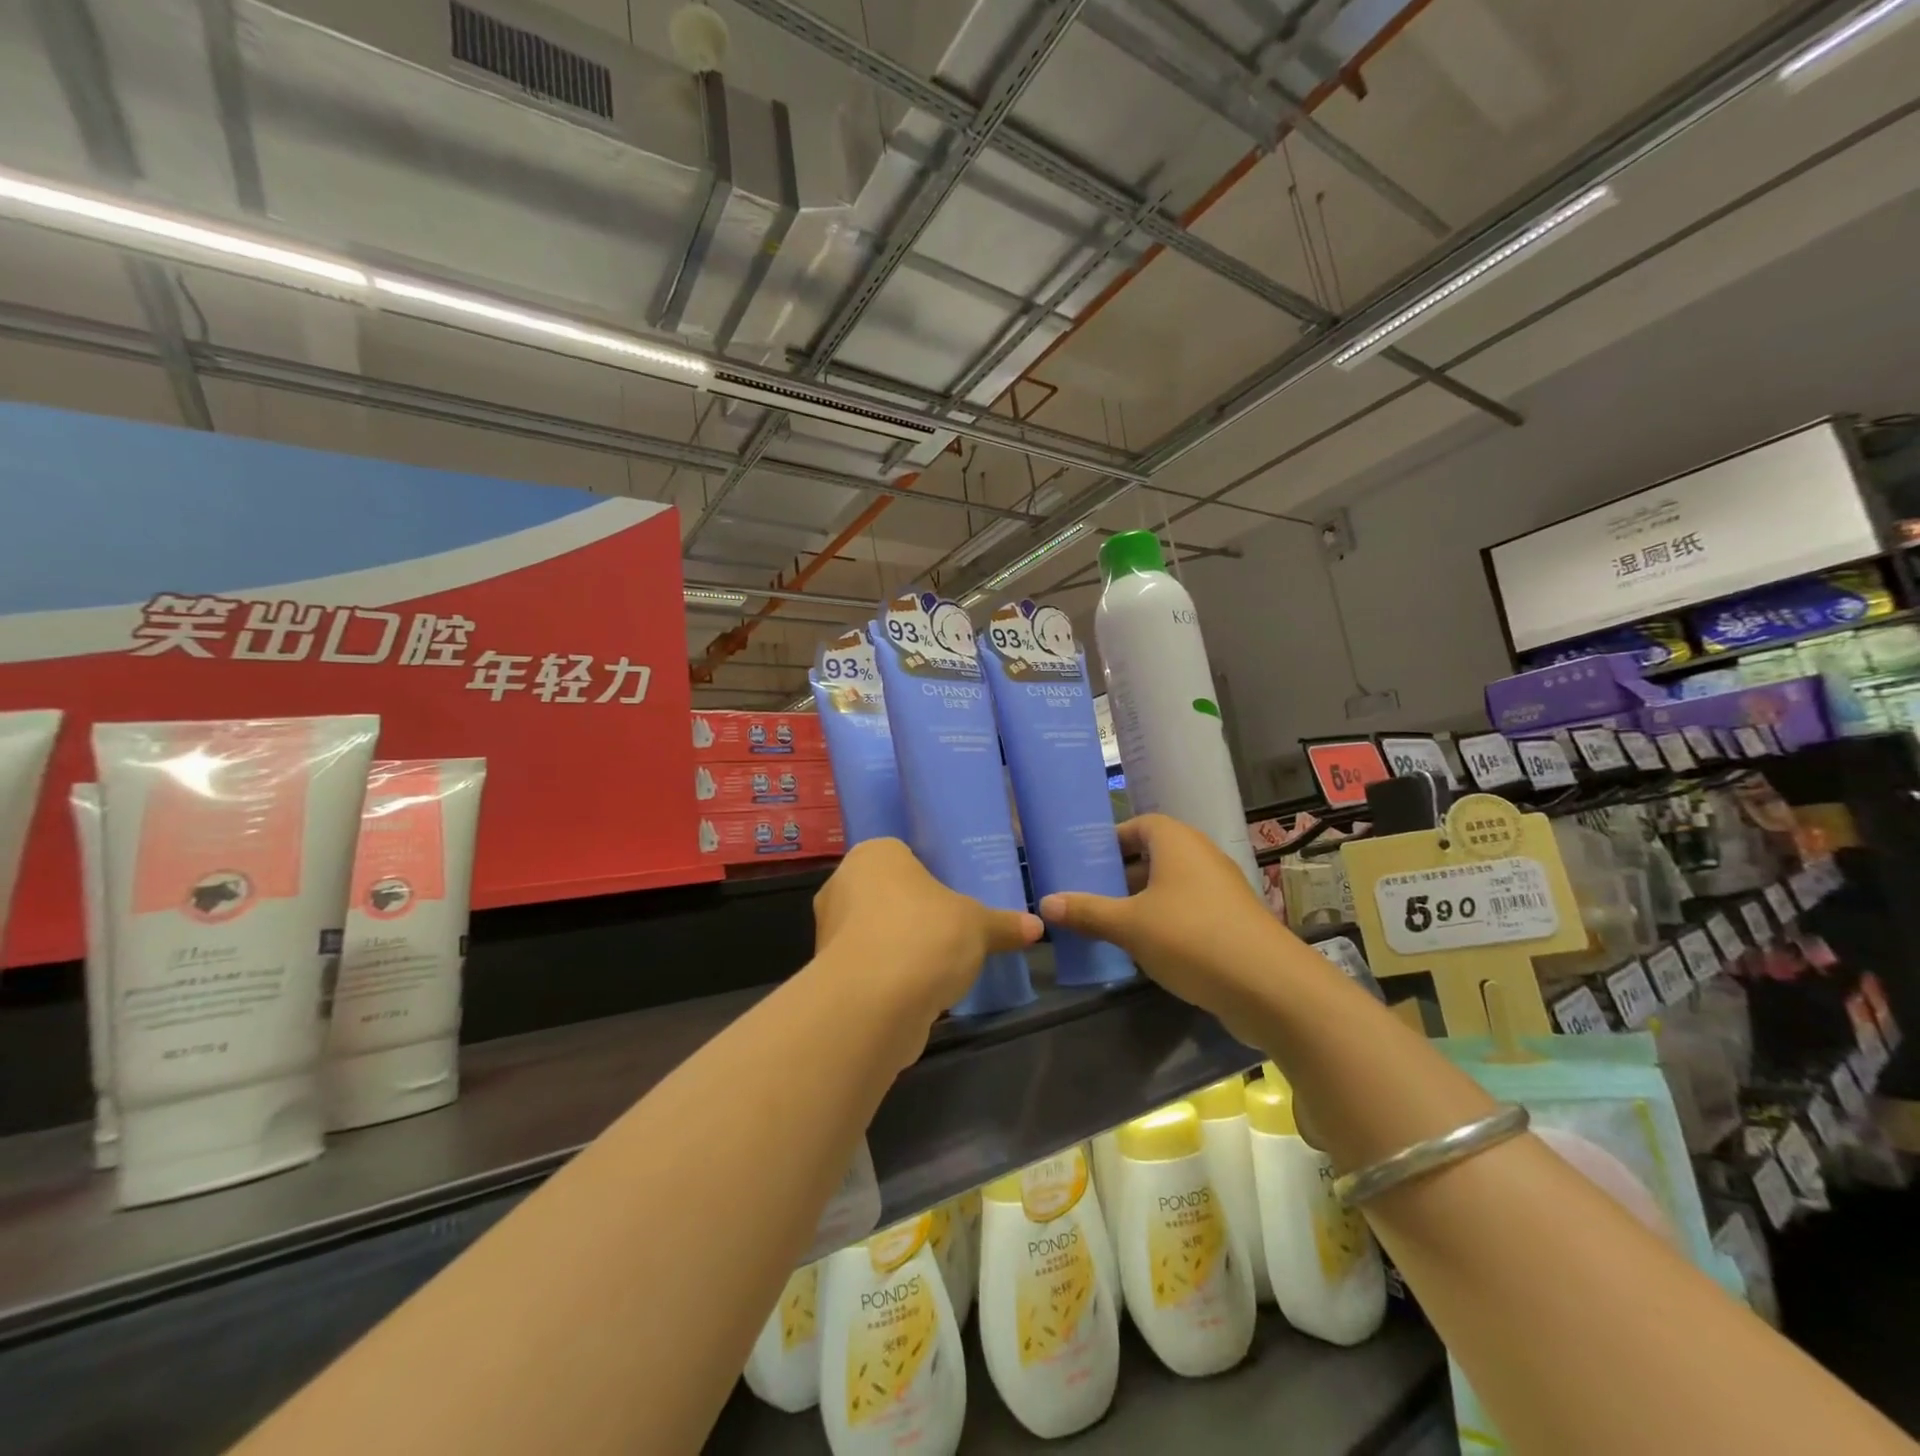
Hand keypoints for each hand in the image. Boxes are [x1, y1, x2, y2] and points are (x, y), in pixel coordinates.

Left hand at [813, 838, 1042, 1030]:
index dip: (930, 874)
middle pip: (888, 893)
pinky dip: (890, 976)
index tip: (954, 895)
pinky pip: (869, 965)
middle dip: (915, 912)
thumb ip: (1003, 924)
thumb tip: (1036, 926)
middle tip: (952, 927)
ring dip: (901, 946)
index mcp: (874, 855)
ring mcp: (830, 931)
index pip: (903, 854)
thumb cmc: (925, 937)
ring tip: (939, 963)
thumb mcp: (978, 926)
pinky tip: (918, 990)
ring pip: (876, 931)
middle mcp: (843, 884)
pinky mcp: (829, 974)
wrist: (872, 1004)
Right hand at [1038, 814, 1289, 1042]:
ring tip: (1106, 924)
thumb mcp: (1129, 925)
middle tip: (1085, 895)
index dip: (1111, 840)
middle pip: (1152, 856)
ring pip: (1169, 887)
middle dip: (1119, 875)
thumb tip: (1045, 903)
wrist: (1270, 987)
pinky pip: (1187, 912)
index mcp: (1177, 842)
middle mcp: (1201, 857)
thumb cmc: (1192, 938)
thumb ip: (1087, 912)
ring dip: (1140, 902)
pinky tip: (1142, 950)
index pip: (1138, 825)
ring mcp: (1220, 891)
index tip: (1083, 862)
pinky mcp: (1231, 923)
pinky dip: (1163, 923)